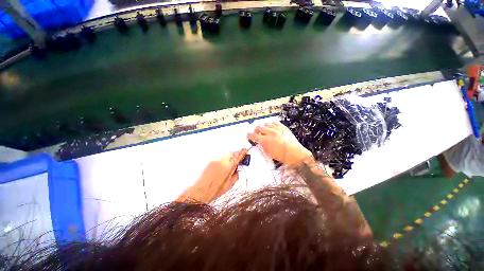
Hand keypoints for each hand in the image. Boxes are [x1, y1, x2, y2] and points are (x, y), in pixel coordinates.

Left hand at [177, 150, 247, 202]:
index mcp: (227, 165)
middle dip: (236, 155)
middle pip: (231, 153)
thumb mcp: (230, 184)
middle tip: (238, 161)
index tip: (246, 152)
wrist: (201, 190)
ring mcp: (215, 159)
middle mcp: (221, 159)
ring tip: (230, 165)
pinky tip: (223, 167)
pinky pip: (220, 157)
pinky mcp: (211, 160)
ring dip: (230, 157)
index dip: (243, 153)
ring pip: (226, 155)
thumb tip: (239, 167)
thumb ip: (237, 174)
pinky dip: (224, 159)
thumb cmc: (217, 189)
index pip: (237, 156)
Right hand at [247, 122, 312, 166]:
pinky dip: (271, 124)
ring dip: (263, 127)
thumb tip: (259, 142)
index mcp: (266, 140)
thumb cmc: (282, 156)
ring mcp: (277, 128)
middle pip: (259, 127)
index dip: (249, 135)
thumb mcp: (269, 153)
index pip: (254, 135)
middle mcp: (270, 132)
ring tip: (264, 130)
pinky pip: (274, 122)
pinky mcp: (283, 127)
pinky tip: (271, 127)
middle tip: (256, 133)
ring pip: (266, 123)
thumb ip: (263, 146)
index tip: (248, 135)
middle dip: (256, 130)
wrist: (296, 153)